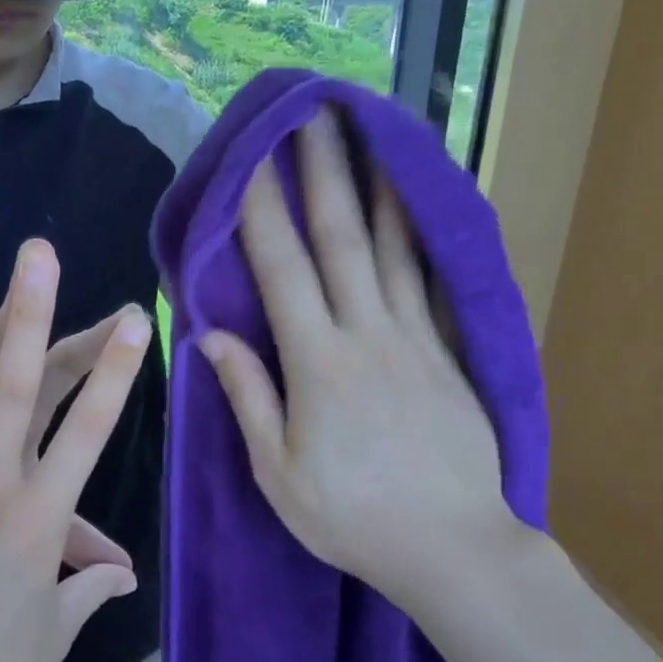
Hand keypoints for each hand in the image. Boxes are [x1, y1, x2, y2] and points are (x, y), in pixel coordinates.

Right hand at [200, 109, 523, 603]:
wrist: (453, 547)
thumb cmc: (351, 516)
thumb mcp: (278, 472)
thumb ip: (249, 396)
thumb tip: (209, 334)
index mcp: (318, 365)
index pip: (283, 271)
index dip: (265, 210)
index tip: (256, 157)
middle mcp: (368, 335)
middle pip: (344, 240)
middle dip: (324, 172)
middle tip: (316, 114)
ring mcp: (415, 339)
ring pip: (396, 248)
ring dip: (378, 185)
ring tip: (372, 133)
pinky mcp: (448, 353)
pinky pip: (431, 281)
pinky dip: (423, 235)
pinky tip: (421, 204)